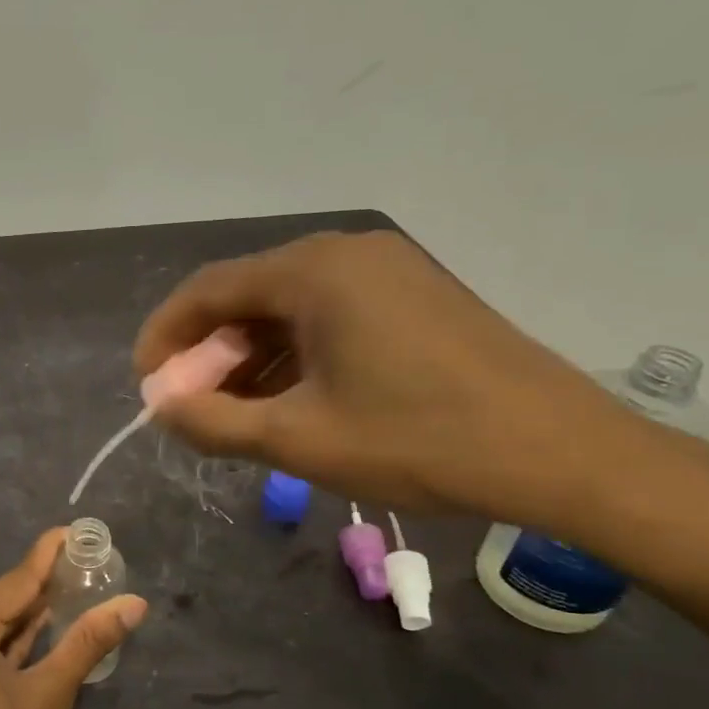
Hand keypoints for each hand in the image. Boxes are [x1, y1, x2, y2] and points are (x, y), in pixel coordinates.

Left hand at [0, 530, 147, 708]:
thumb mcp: (50, 697)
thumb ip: (89, 642)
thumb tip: (134, 603)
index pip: (17, 578)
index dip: (51, 553)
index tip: (82, 530)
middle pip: (6, 598)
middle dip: (49, 582)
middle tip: (94, 561)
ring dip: (36, 610)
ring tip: (80, 584)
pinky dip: (18, 637)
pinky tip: (49, 622)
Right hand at [134, 231, 696, 536]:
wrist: (562, 455)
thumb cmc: (418, 442)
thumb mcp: (298, 440)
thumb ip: (213, 421)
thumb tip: (160, 407)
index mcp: (314, 271)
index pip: (208, 289)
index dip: (166, 337)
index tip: (146, 385)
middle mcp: (347, 253)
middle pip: (248, 295)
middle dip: (209, 353)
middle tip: (192, 407)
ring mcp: (388, 271)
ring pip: (290, 309)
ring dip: (252, 358)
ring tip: (237, 414)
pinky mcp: (415, 297)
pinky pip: (331, 317)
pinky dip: (296, 355)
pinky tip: (291, 399)